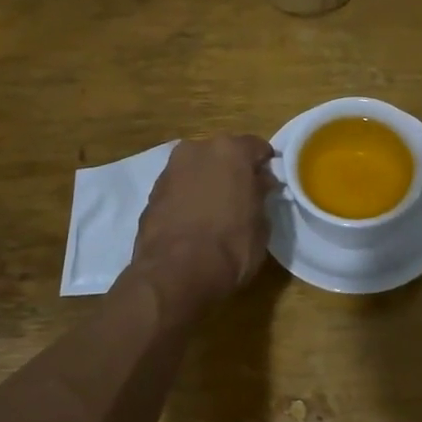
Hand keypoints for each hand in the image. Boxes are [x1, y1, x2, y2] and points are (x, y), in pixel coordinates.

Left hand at [128, 135, 278, 317]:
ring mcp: (170, 170)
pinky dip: (187, 198)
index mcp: (230, 150)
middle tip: (243, 197)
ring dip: (207, 183)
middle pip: (223, 154)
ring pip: (197, 169)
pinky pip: (179, 189)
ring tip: (216, 211)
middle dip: (233, 171)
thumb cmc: (230, 246)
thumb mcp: (261, 224)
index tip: (270, 184)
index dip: (265, 165)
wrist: (175, 273)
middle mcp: (197, 150)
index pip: (257, 147)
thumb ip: (260, 196)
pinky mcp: (151, 193)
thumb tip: (259, 184)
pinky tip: (194, 222)